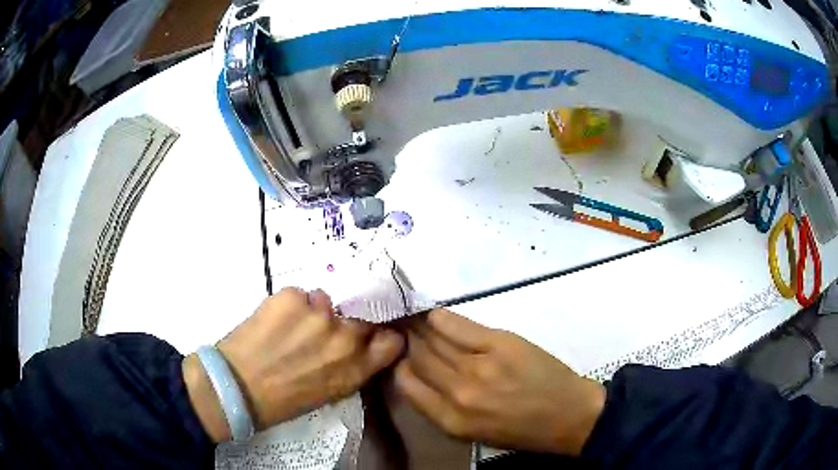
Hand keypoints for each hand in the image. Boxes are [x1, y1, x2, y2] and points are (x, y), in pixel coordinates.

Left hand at [183, 287, 403, 441]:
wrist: (237, 386)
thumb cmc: (284, 400)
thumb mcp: (330, 392)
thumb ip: (351, 367)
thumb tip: (357, 347)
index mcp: (356, 367)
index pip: (392, 340)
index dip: (380, 338)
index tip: (370, 339)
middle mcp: (344, 337)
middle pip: (360, 317)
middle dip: (344, 325)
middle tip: (319, 335)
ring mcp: (318, 313)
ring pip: (326, 303)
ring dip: (314, 313)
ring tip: (290, 329)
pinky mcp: (291, 296)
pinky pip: (300, 295)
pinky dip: (290, 306)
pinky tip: (274, 321)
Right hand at [394, 309, 604, 455]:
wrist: (568, 415)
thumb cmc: (521, 430)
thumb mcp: (473, 432)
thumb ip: (442, 408)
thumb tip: (421, 377)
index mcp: (449, 420)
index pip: (407, 384)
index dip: (401, 365)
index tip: (402, 354)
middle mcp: (457, 393)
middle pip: (419, 358)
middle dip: (409, 343)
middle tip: (405, 330)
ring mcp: (478, 366)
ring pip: (434, 340)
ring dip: (421, 328)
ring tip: (413, 318)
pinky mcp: (499, 343)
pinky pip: (458, 326)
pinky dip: (442, 318)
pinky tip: (435, 314)